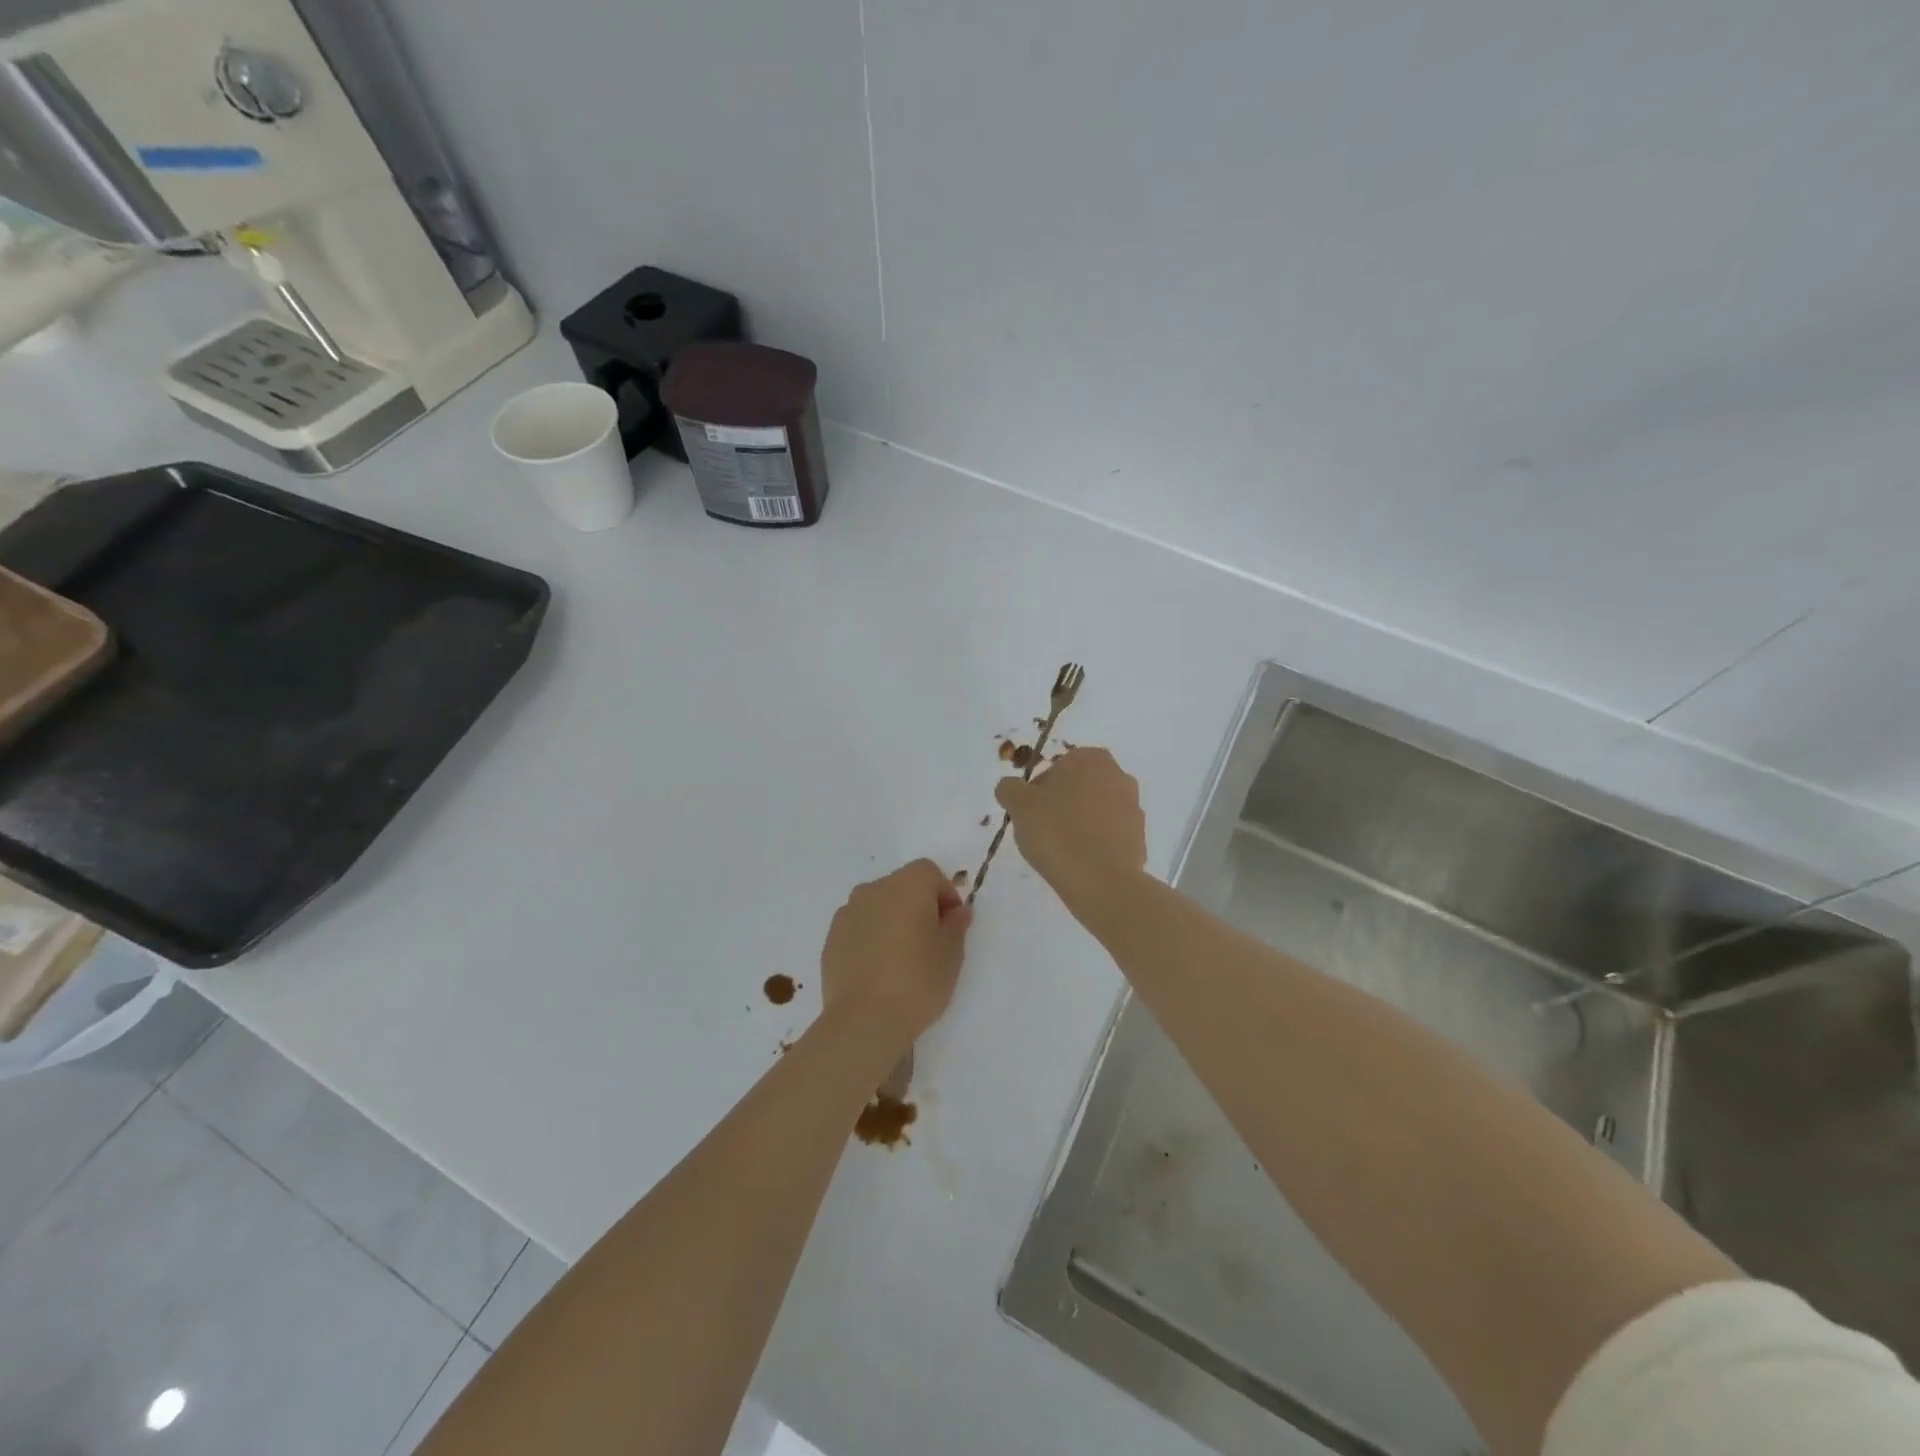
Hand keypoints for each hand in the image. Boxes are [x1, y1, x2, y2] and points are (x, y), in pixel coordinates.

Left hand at [820, 859, 971, 1045]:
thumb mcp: (951, 954)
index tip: (952, 923)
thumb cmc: (917, 981)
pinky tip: (878, 969)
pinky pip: (859, 926)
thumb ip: (956, 925)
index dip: (944, 893)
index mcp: (906, 886)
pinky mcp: (831, 937)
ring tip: (902, 957)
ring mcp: (848, 912)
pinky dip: (871, 936)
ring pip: (878, 905)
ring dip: (892, 919)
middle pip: (902, 885)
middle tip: (931, 941)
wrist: (864, 1020)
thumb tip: (957, 911)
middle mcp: (874, 889)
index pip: (929, 872)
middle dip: (919, 905)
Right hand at [994, 747, 1147, 915]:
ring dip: (1080, 824)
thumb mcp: (1018, 805)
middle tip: (1043, 830)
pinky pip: (1109, 836)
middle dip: (1062, 804)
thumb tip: (1011, 787)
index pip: (1056, 768)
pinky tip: (1081, 862)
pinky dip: (1096, 844)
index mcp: (1091, 759)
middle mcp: (1119, 776)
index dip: (1038, 791)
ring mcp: (1134, 808)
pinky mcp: (1140, 838)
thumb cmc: (1056, 831)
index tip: (1030, 814)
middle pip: (1078, 788)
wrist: (1100, 880)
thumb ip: (1009, 788)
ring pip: (1096, 811)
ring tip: (1062, 850)